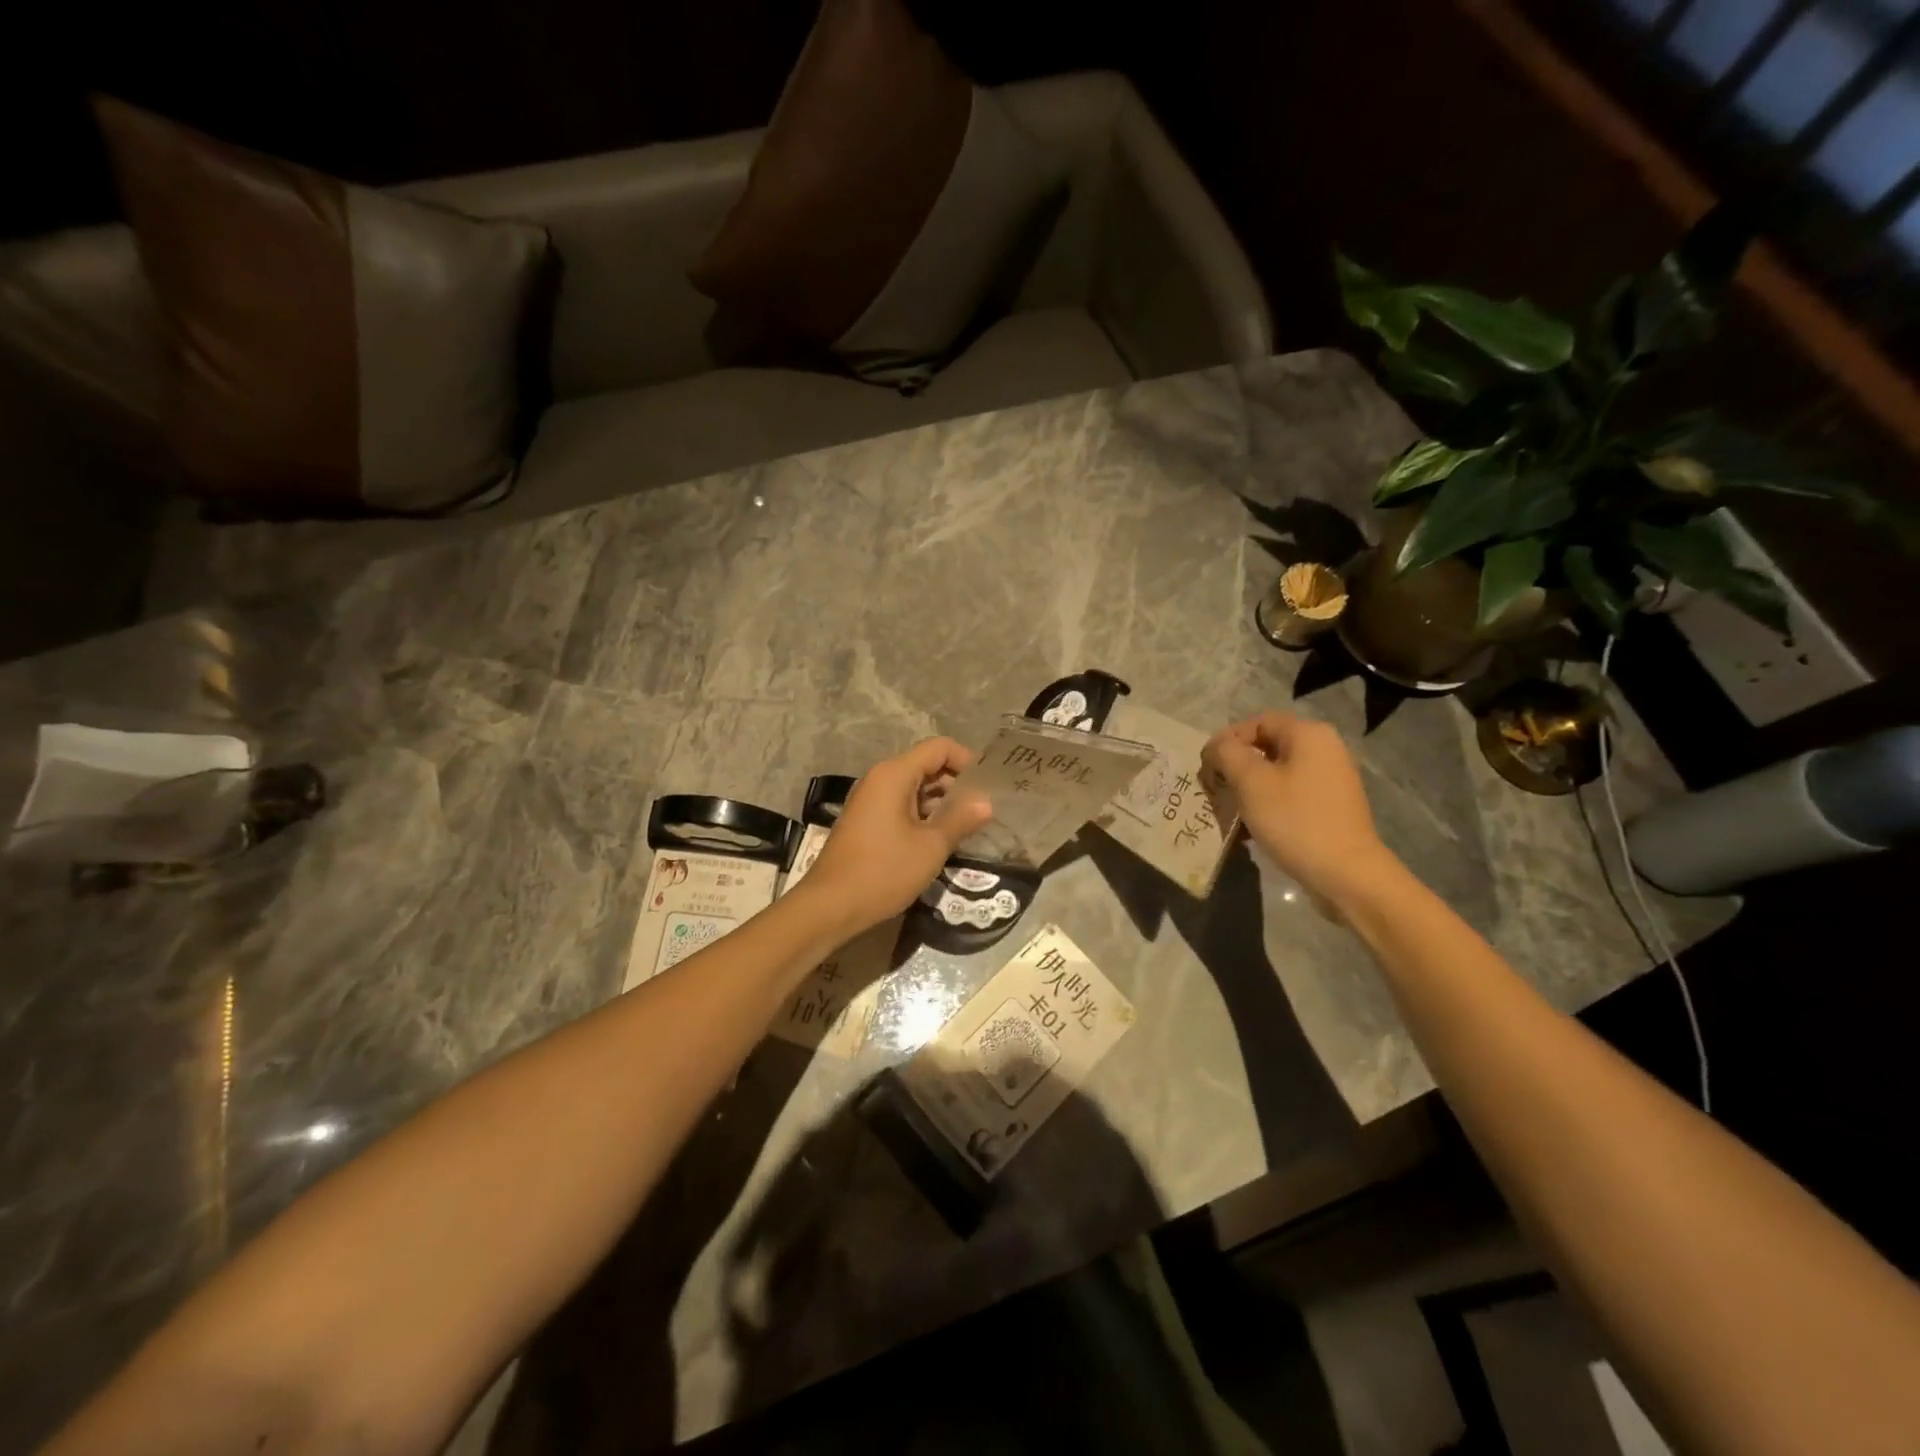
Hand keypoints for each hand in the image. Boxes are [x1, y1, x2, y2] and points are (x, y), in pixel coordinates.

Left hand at [798, 738, 992, 934]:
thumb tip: (986, 802)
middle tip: (983, 810)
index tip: (988, 787)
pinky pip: (901, 805)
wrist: (830, 906)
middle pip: (926, 765)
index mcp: (894, 774)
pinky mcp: (866, 821)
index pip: (939, 748)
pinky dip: (923, 815)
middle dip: (956, 784)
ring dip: (941, 802)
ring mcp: (870, 800)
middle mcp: (879, 779)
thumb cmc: (884, 871)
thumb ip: (961, 819)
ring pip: (914, 788)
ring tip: (968, 826)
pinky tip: (940, 839)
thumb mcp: (931, 847)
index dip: (967, 761)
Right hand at [1202, 711, 1399, 909]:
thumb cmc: (1295, 821)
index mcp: (1308, 734)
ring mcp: (1332, 777)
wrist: (1347, 874)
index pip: (1257, 722)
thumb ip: (1227, 754)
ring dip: (1249, 787)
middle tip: (1215, 789)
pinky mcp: (1332, 804)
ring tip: (1231, 810)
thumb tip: (1217, 746)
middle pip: (1267, 745)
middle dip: (1236, 766)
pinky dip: (1269, 802)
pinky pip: (1292, 792)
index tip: (1208, 768)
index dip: (1227, 740)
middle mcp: (1325, 748)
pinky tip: (1254, 826)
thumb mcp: (1251, 782)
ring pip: (1277, 771)